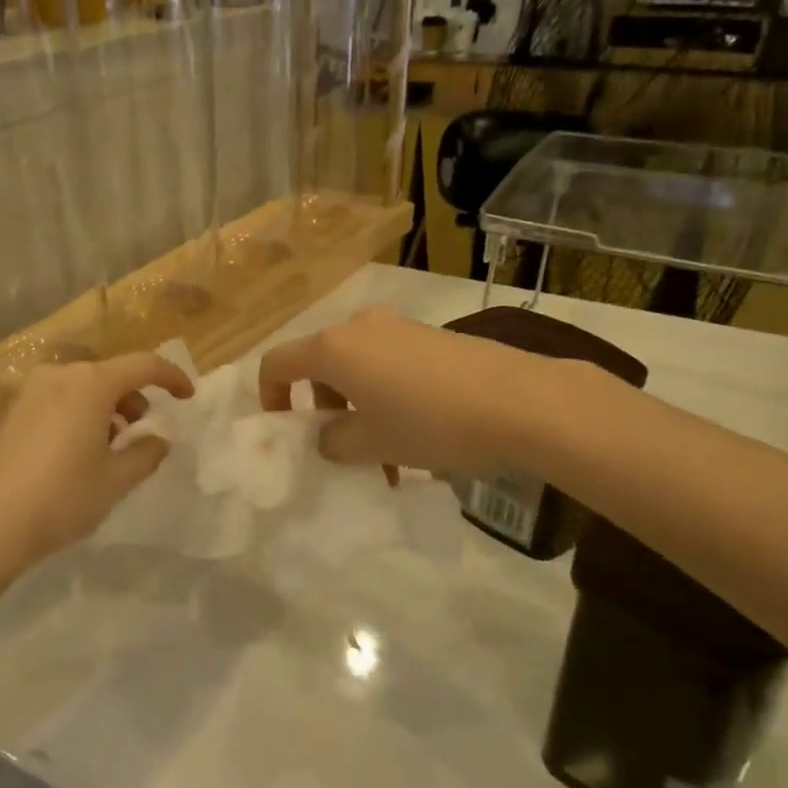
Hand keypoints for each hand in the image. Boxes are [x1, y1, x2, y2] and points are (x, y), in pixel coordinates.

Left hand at [0, 352, 194, 566]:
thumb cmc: (61, 497)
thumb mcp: (116, 480)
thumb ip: (146, 453)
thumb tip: (159, 440)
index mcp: (91, 384)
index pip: (144, 365)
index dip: (171, 377)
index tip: (186, 396)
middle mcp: (59, 376)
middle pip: (109, 374)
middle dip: (133, 398)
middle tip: (141, 431)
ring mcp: (28, 392)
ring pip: (80, 388)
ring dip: (103, 409)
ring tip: (107, 447)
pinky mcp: (7, 412)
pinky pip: (55, 401)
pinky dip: (75, 415)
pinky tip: (72, 454)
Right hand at [257, 307, 526, 478]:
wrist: (518, 400)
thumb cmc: (429, 422)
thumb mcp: (371, 444)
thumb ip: (333, 441)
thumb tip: (327, 436)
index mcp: (333, 348)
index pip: (277, 363)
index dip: (269, 397)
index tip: (285, 432)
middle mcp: (359, 327)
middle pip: (320, 367)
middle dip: (323, 412)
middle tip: (345, 453)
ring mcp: (398, 327)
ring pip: (358, 369)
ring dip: (360, 411)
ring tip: (387, 460)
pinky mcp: (430, 336)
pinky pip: (390, 365)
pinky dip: (387, 398)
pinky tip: (418, 437)